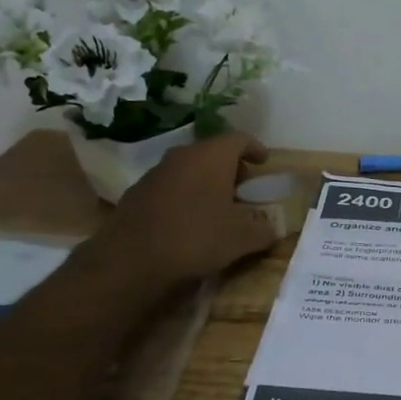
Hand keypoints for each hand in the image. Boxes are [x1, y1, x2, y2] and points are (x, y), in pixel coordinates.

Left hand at [96, 132, 278, 285]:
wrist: (130, 260)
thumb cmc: (196, 237)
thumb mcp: (243, 238)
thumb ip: (264, 228)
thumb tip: (270, 227)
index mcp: (211, 156)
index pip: (239, 139)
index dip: (255, 148)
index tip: (264, 162)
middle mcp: (182, 156)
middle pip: (212, 153)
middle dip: (231, 168)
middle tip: (243, 188)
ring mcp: (155, 174)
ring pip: (188, 170)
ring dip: (205, 183)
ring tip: (217, 207)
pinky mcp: (136, 195)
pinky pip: (170, 188)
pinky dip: (184, 197)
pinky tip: (188, 222)